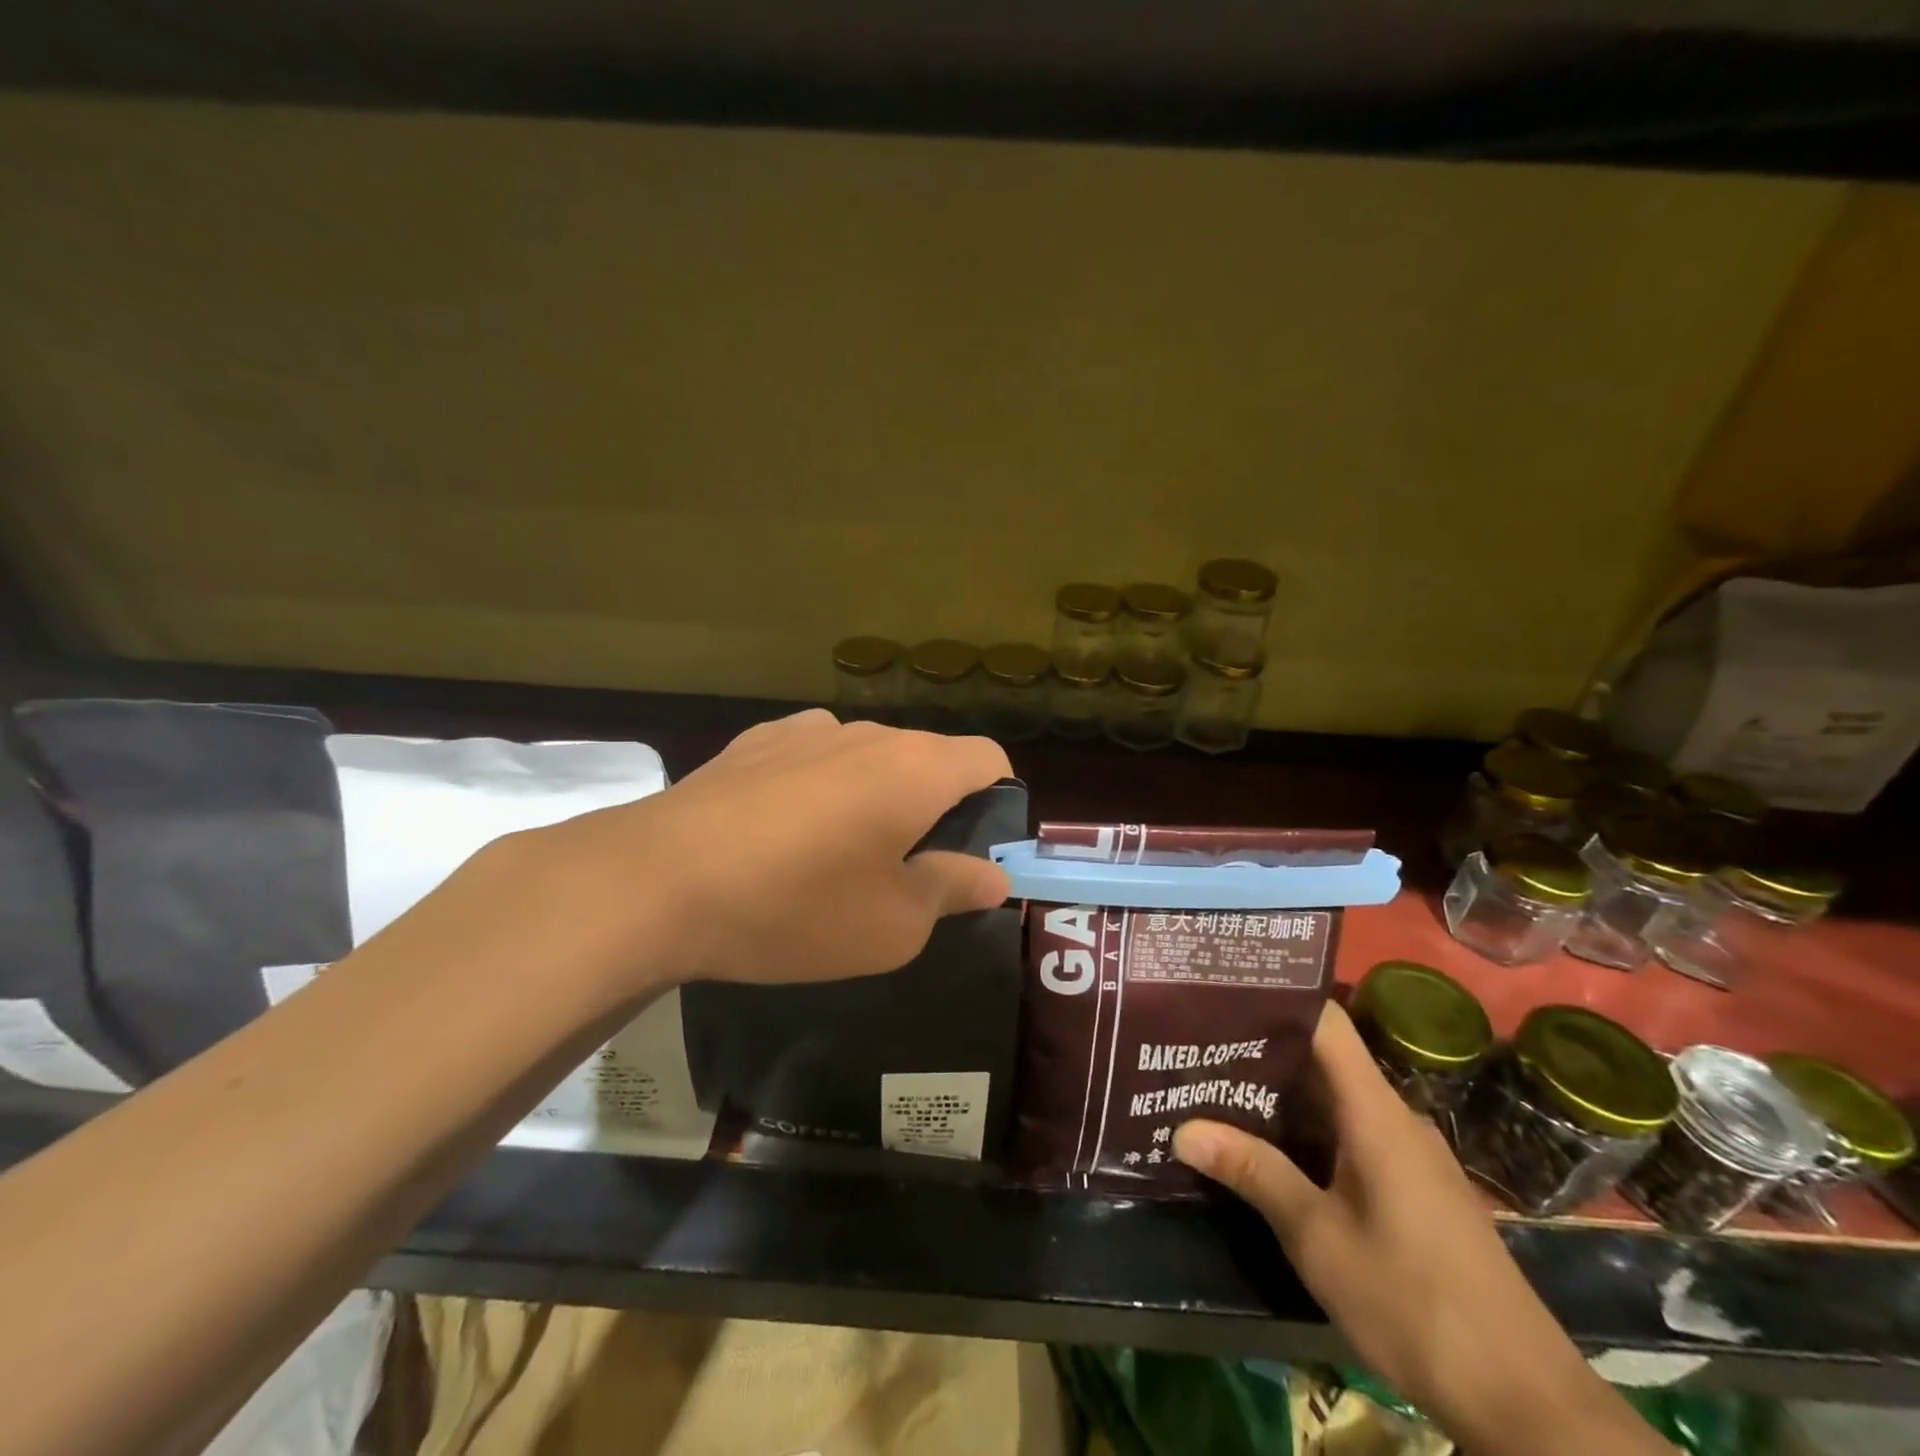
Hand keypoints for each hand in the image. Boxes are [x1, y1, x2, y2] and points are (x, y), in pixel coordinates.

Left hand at [463, 711, 1012, 998]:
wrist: (657, 882)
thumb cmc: (795, 907)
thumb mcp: (893, 924)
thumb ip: (953, 889)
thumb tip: (994, 875)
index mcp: (916, 769)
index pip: (988, 758)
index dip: (997, 800)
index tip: (975, 848)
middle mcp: (867, 734)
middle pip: (927, 757)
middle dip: (933, 805)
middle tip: (906, 868)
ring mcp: (806, 730)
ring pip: (867, 756)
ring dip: (874, 795)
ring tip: (838, 852)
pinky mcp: (754, 741)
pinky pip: (812, 755)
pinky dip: (820, 785)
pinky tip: (784, 829)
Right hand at [1173, 1004, 1668, 1455]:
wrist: (1526, 1403)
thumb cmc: (1414, 1303)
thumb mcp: (1318, 1237)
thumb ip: (1253, 1172)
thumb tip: (1181, 1128)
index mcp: (1375, 1111)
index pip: (1325, 1021)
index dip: (1275, 997)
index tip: (1220, 990)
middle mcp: (1395, 1117)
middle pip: (1323, 1057)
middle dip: (1260, 1048)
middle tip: (1196, 1043)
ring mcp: (1409, 1153)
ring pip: (1335, 1099)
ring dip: (1280, 1093)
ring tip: (1216, 1086)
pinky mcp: (1415, 1188)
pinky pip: (1351, 1133)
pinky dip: (1307, 1129)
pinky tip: (1269, 1147)